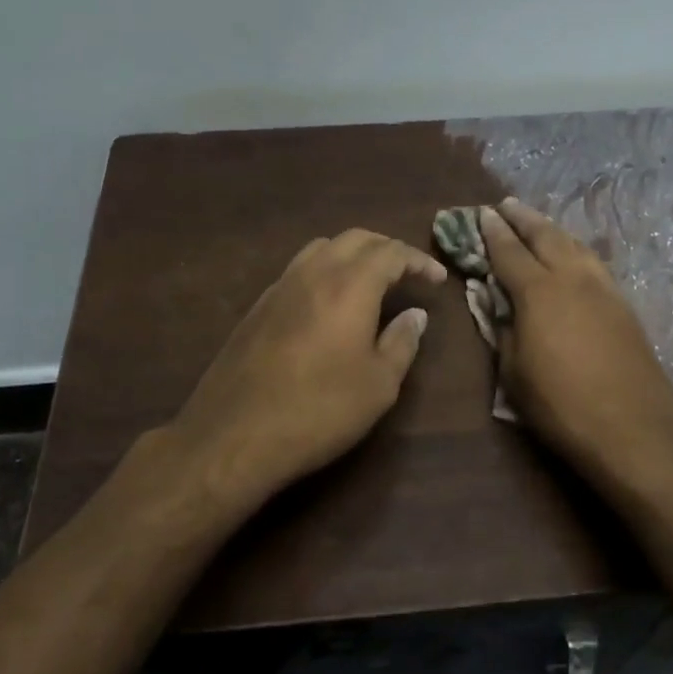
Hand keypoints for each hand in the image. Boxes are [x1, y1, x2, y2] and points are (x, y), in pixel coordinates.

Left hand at [160, 229, 445, 510]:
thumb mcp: (378, 385)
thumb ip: (402, 342)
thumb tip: (415, 315)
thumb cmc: (319, 410)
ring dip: (353, 254)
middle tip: (408, 271)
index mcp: (350, 285)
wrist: (235, 434)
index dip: (418, 260)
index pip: (391, 252)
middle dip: (386, 248)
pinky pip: (299, 269)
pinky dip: (325, 271)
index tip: (437, 278)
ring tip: (370, 280)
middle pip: (356, 239)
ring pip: (322, 248)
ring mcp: (280, 286)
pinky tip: (329, 303)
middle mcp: (314, 273)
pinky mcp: (258, 306)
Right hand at [479, 200, 672, 489]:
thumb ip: (503, 330)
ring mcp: (603, 289)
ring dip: (553, 230)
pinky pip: (594, 264)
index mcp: (538, 292)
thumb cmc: (561, 405)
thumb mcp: (513, 372)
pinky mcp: (624, 306)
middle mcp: (572, 278)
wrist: (633, 429)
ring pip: (575, 245)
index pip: (509, 252)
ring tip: (539, 223)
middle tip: (508, 205)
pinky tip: (574, 255)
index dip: (493, 232)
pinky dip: (576, 250)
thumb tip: (499, 305)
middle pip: (546, 236)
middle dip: (524, 219)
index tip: (483, 214)